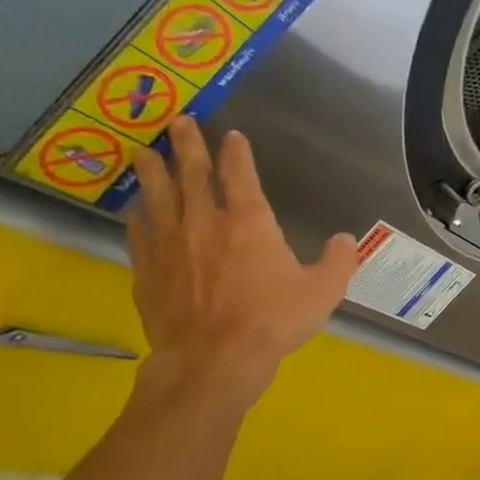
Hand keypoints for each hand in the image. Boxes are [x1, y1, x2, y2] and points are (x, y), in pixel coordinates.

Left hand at [125, 117, 357, 411]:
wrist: (214, 357)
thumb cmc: (274, 320)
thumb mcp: (324, 291)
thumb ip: (337, 261)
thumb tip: (344, 239)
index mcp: (250, 223)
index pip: (240, 175)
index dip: (237, 153)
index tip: (232, 135)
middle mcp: (205, 223)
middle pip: (193, 174)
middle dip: (188, 145)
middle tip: (179, 121)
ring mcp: (171, 244)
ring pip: (157, 196)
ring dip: (153, 170)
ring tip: (144, 151)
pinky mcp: (148, 268)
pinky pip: (139, 231)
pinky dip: (138, 214)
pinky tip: (136, 208)